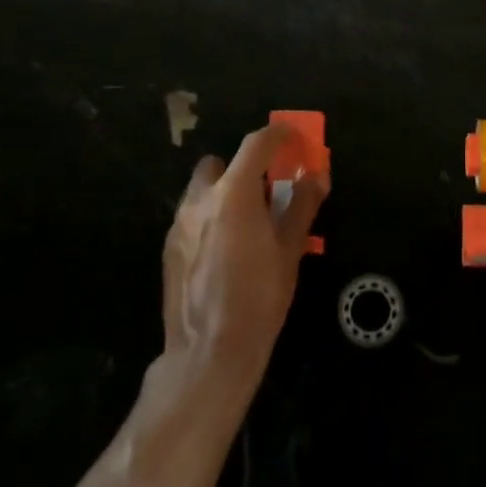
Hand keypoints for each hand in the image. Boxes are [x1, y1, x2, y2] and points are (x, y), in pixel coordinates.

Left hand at [162, 125, 327, 387]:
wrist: (208, 352)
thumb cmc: (258, 298)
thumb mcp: (290, 250)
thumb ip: (301, 207)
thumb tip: (316, 177)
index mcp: (234, 193)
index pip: (256, 144)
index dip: (278, 135)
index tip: (294, 138)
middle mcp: (200, 199)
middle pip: (221, 163)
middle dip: (244, 167)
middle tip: (267, 190)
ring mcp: (179, 223)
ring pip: (202, 190)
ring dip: (224, 192)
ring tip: (247, 223)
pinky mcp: (169, 248)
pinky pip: (192, 216)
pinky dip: (210, 218)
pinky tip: (225, 249)